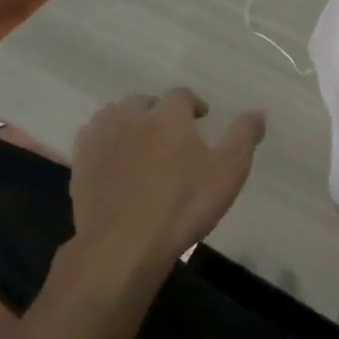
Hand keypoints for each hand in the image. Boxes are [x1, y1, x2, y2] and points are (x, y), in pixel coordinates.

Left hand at [69, 89, 265, 272]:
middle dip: (157, 110)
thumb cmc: (184, 205)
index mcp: (168, 116)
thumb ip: (243, 137)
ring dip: (128, 121)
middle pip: (142, 101)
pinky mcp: (80, 163)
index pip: (181, 96)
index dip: (193, 104)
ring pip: (113, 115)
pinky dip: (105, 141)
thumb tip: (258, 112)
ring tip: (140, 141)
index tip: (202, 117)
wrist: (125, 242)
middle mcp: (131, 117)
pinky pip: (92, 139)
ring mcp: (101, 139)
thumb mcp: (228, 172)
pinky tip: (114, 159)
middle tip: (170, 131)